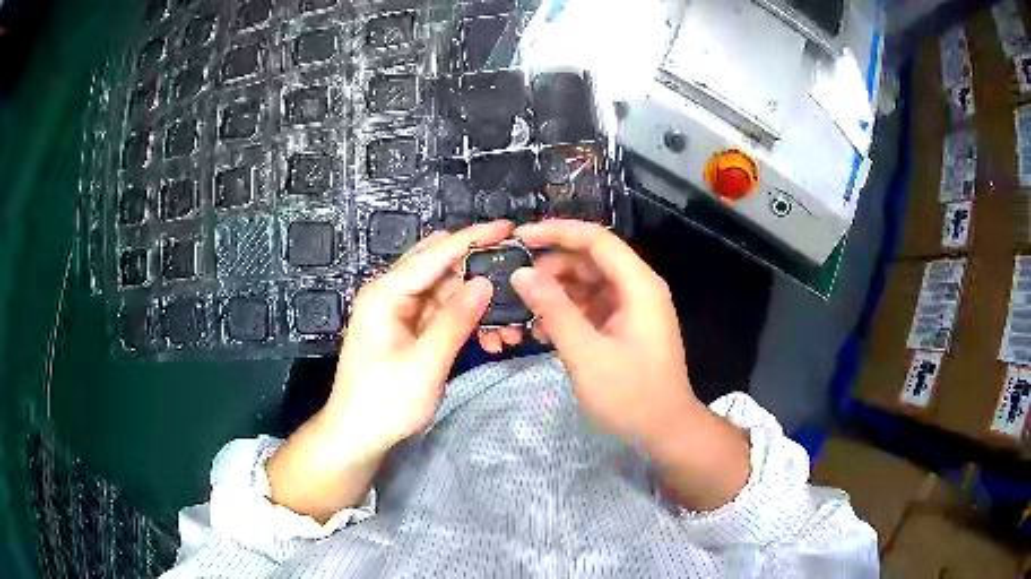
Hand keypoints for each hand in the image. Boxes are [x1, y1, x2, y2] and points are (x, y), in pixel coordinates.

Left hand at [267, 221, 511, 520]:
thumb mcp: (425, 363)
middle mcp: (392, 295)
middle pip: (441, 268)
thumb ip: (456, 320)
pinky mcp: (408, 332)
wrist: (357, 437)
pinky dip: (466, 323)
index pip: (435, 253)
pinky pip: (442, 316)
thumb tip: (485, 281)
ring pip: (446, 293)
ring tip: (511, 326)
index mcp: (386, 293)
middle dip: (479, 272)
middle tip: (517, 279)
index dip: (473, 238)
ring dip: (477, 305)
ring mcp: (400, 313)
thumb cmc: (385, 402)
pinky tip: (491, 339)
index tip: (509, 227)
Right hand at [510, 220, 749, 509]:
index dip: (557, 232)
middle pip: (592, 260)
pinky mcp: (626, 327)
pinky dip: (569, 313)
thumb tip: (522, 274)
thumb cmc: (631, 394)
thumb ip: (554, 310)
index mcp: (638, 284)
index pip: (596, 240)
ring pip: (589, 284)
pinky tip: (543, 330)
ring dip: (558, 292)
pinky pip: (593, 307)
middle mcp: (638, 288)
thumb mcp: (586, 353)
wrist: (665, 431)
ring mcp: (633, 308)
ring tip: (524, 308)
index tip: (520, 237)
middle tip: (516, 282)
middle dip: (553, 266)